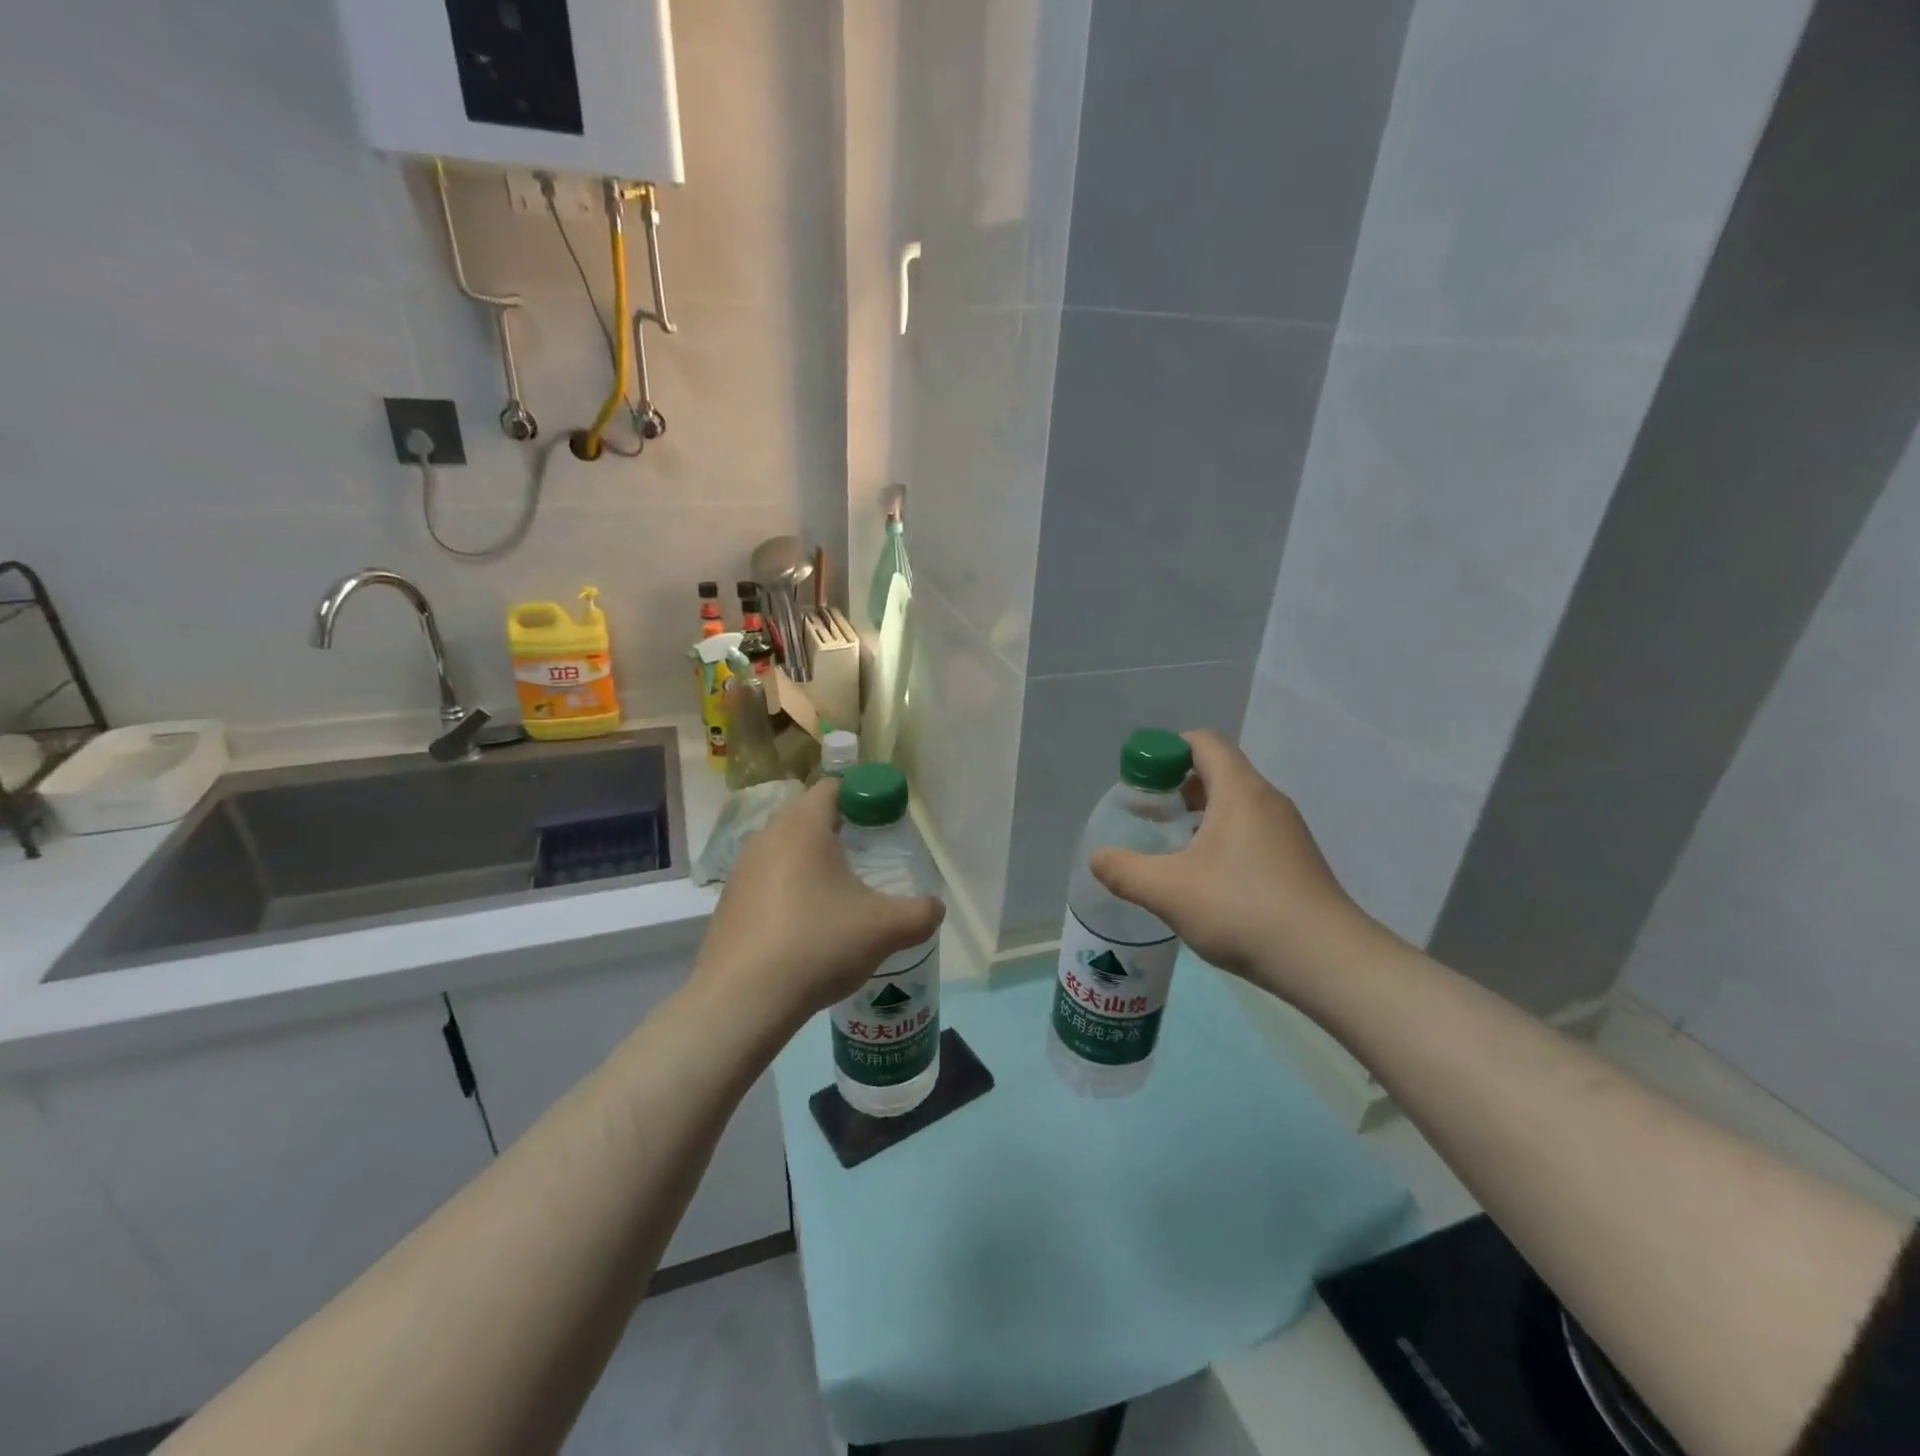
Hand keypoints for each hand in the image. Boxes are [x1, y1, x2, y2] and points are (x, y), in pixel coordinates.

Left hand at [692, 780, 944, 1031]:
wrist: (742, 1001)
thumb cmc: (818, 944)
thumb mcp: (885, 928)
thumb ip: (920, 913)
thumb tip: (935, 908)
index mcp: (802, 826)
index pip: (833, 787)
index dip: (862, 796)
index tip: (884, 818)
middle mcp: (766, 837)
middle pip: (807, 816)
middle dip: (839, 830)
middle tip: (869, 855)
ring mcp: (741, 870)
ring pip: (784, 850)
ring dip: (811, 863)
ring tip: (840, 894)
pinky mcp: (728, 903)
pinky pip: (767, 882)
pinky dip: (789, 891)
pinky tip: (807, 926)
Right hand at [1088, 730, 1389, 997]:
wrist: (1326, 961)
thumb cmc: (1242, 910)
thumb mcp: (1167, 891)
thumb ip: (1124, 870)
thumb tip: (1098, 858)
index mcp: (1239, 791)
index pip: (1204, 742)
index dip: (1167, 750)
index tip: (1141, 780)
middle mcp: (1267, 800)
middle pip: (1219, 770)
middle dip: (1178, 786)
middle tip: (1151, 815)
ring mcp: (1287, 831)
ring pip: (1236, 803)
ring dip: (1200, 815)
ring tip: (1173, 849)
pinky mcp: (1297, 860)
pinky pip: (1252, 830)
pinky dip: (1223, 838)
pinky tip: (1206, 879)